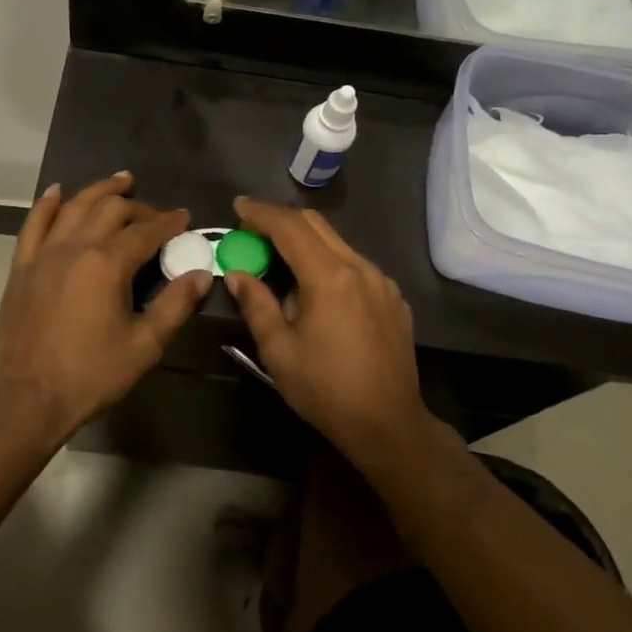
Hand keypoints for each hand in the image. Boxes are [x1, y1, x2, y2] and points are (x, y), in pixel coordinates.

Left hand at [0, 173, 210, 434]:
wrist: (28, 399)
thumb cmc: (91, 375)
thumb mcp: (144, 345)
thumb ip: (176, 305)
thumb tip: (202, 274)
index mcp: (108, 264)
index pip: (145, 231)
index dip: (169, 222)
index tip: (185, 217)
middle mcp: (75, 247)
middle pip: (110, 210)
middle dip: (138, 207)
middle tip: (156, 214)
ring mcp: (43, 254)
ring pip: (74, 207)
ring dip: (99, 190)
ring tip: (120, 181)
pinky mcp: (22, 267)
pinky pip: (33, 224)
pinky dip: (47, 204)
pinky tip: (58, 192)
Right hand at [221, 196, 427, 464]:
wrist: (389, 425)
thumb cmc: (326, 390)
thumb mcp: (278, 351)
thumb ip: (256, 305)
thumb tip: (237, 275)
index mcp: (330, 277)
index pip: (290, 227)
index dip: (261, 213)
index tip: (238, 206)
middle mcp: (361, 268)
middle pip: (316, 225)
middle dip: (281, 221)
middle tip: (253, 232)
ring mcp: (382, 282)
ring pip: (338, 244)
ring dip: (305, 244)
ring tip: (280, 265)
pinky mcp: (394, 299)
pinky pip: (355, 266)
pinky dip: (329, 264)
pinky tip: (317, 293)